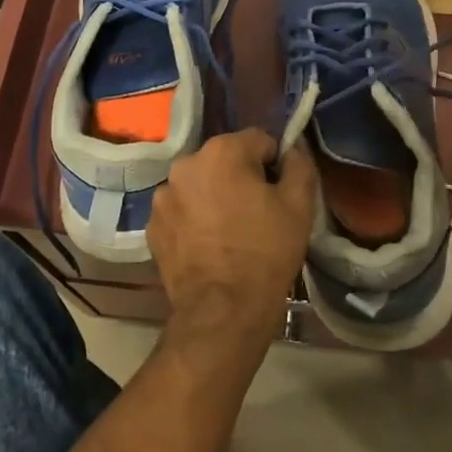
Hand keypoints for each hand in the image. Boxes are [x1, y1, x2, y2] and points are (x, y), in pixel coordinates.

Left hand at [147, 129, 317, 364]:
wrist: (223, 310)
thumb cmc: (266, 252)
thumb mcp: (299, 204)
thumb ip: (299, 164)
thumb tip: (292, 148)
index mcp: (221, 151)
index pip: (259, 141)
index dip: (275, 165)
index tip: (281, 194)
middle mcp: (185, 165)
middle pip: (225, 160)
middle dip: (242, 178)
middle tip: (258, 214)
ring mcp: (163, 196)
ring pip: (200, 185)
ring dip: (215, 197)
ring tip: (231, 232)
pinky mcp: (152, 226)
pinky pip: (182, 211)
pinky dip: (194, 220)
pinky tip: (209, 246)